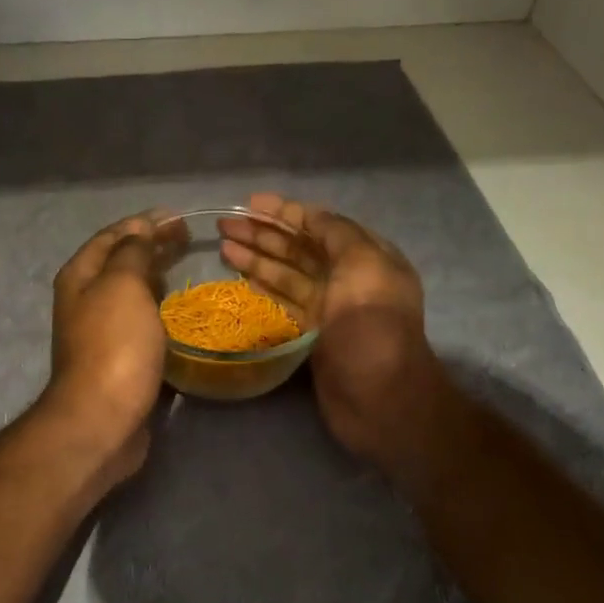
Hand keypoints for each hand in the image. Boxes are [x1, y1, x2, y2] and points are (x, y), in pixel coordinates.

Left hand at [42, 214, 167, 483]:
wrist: (103, 418)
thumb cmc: (114, 346)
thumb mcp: (123, 286)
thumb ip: (132, 253)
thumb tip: (140, 230)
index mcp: (80, 277)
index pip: (112, 236)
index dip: (143, 223)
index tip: (179, 217)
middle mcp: (85, 301)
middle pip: (119, 263)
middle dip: (151, 247)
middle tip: (187, 238)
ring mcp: (100, 332)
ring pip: (130, 294)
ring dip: (155, 277)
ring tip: (185, 268)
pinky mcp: (119, 359)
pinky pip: (140, 322)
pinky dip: (158, 309)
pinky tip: (178, 312)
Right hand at [218, 193, 450, 472]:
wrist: (380, 398)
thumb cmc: (372, 326)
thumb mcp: (363, 266)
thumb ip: (336, 234)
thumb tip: (309, 215)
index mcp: (367, 257)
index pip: (321, 225)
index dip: (286, 212)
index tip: (252, 204)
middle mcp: (348, 279)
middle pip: (300, 249)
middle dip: (264, 234)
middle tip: (225, 225)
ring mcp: (330, 310)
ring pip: (288, 276)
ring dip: (258, 260)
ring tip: (224, 247)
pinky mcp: (313, 337)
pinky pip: (284, 304)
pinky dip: (264, 290)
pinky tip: (241, 280)